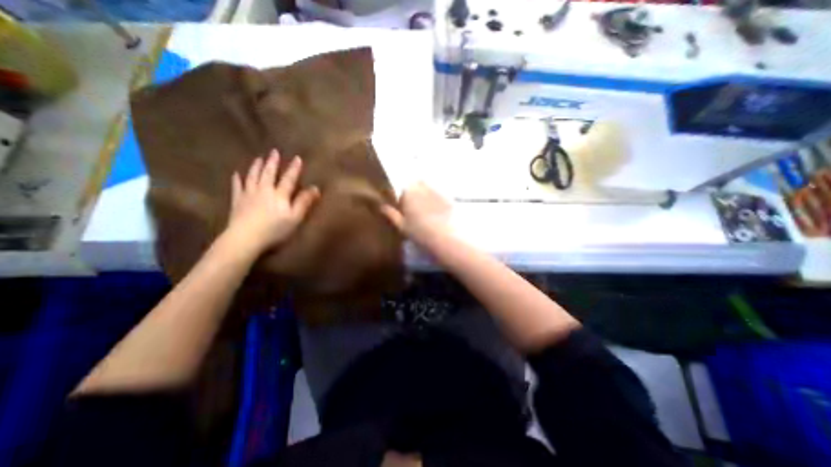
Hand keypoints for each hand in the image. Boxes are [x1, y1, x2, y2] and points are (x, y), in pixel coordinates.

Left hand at [225, 149, 318, 254]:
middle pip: (268, 174)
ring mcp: (249, 195)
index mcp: (279, 195)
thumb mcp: (295, 217)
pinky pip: (237, 187)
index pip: (289, 179)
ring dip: (256, 167)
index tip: (297, 158)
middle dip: (272, 163)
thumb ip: (304, 202)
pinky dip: (237, 179)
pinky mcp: (237, 201)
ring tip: (258, 159)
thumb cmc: (275, 229)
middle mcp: (264, 190)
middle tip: (274, 151)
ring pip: (253, 177)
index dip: (294, 169)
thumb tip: (315, 188)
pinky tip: (237, 174)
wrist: (245, 238)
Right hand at [379, 181, 451, 243]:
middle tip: (417, 214)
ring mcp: (438, 190)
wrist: (447, 237)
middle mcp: (423, 186)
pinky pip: (441, 196)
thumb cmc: (420, 232)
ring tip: (430, 215)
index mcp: (408, 191)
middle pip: (416, 188)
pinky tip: (441, 215)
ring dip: (427, 198)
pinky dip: (439, 202)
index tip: (406, 215)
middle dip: (416, 197)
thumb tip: (381, 206)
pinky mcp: (450, 196)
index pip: (403, 193)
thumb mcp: (402, 226)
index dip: (404, 204)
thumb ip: (391, 214)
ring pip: (429, 190)